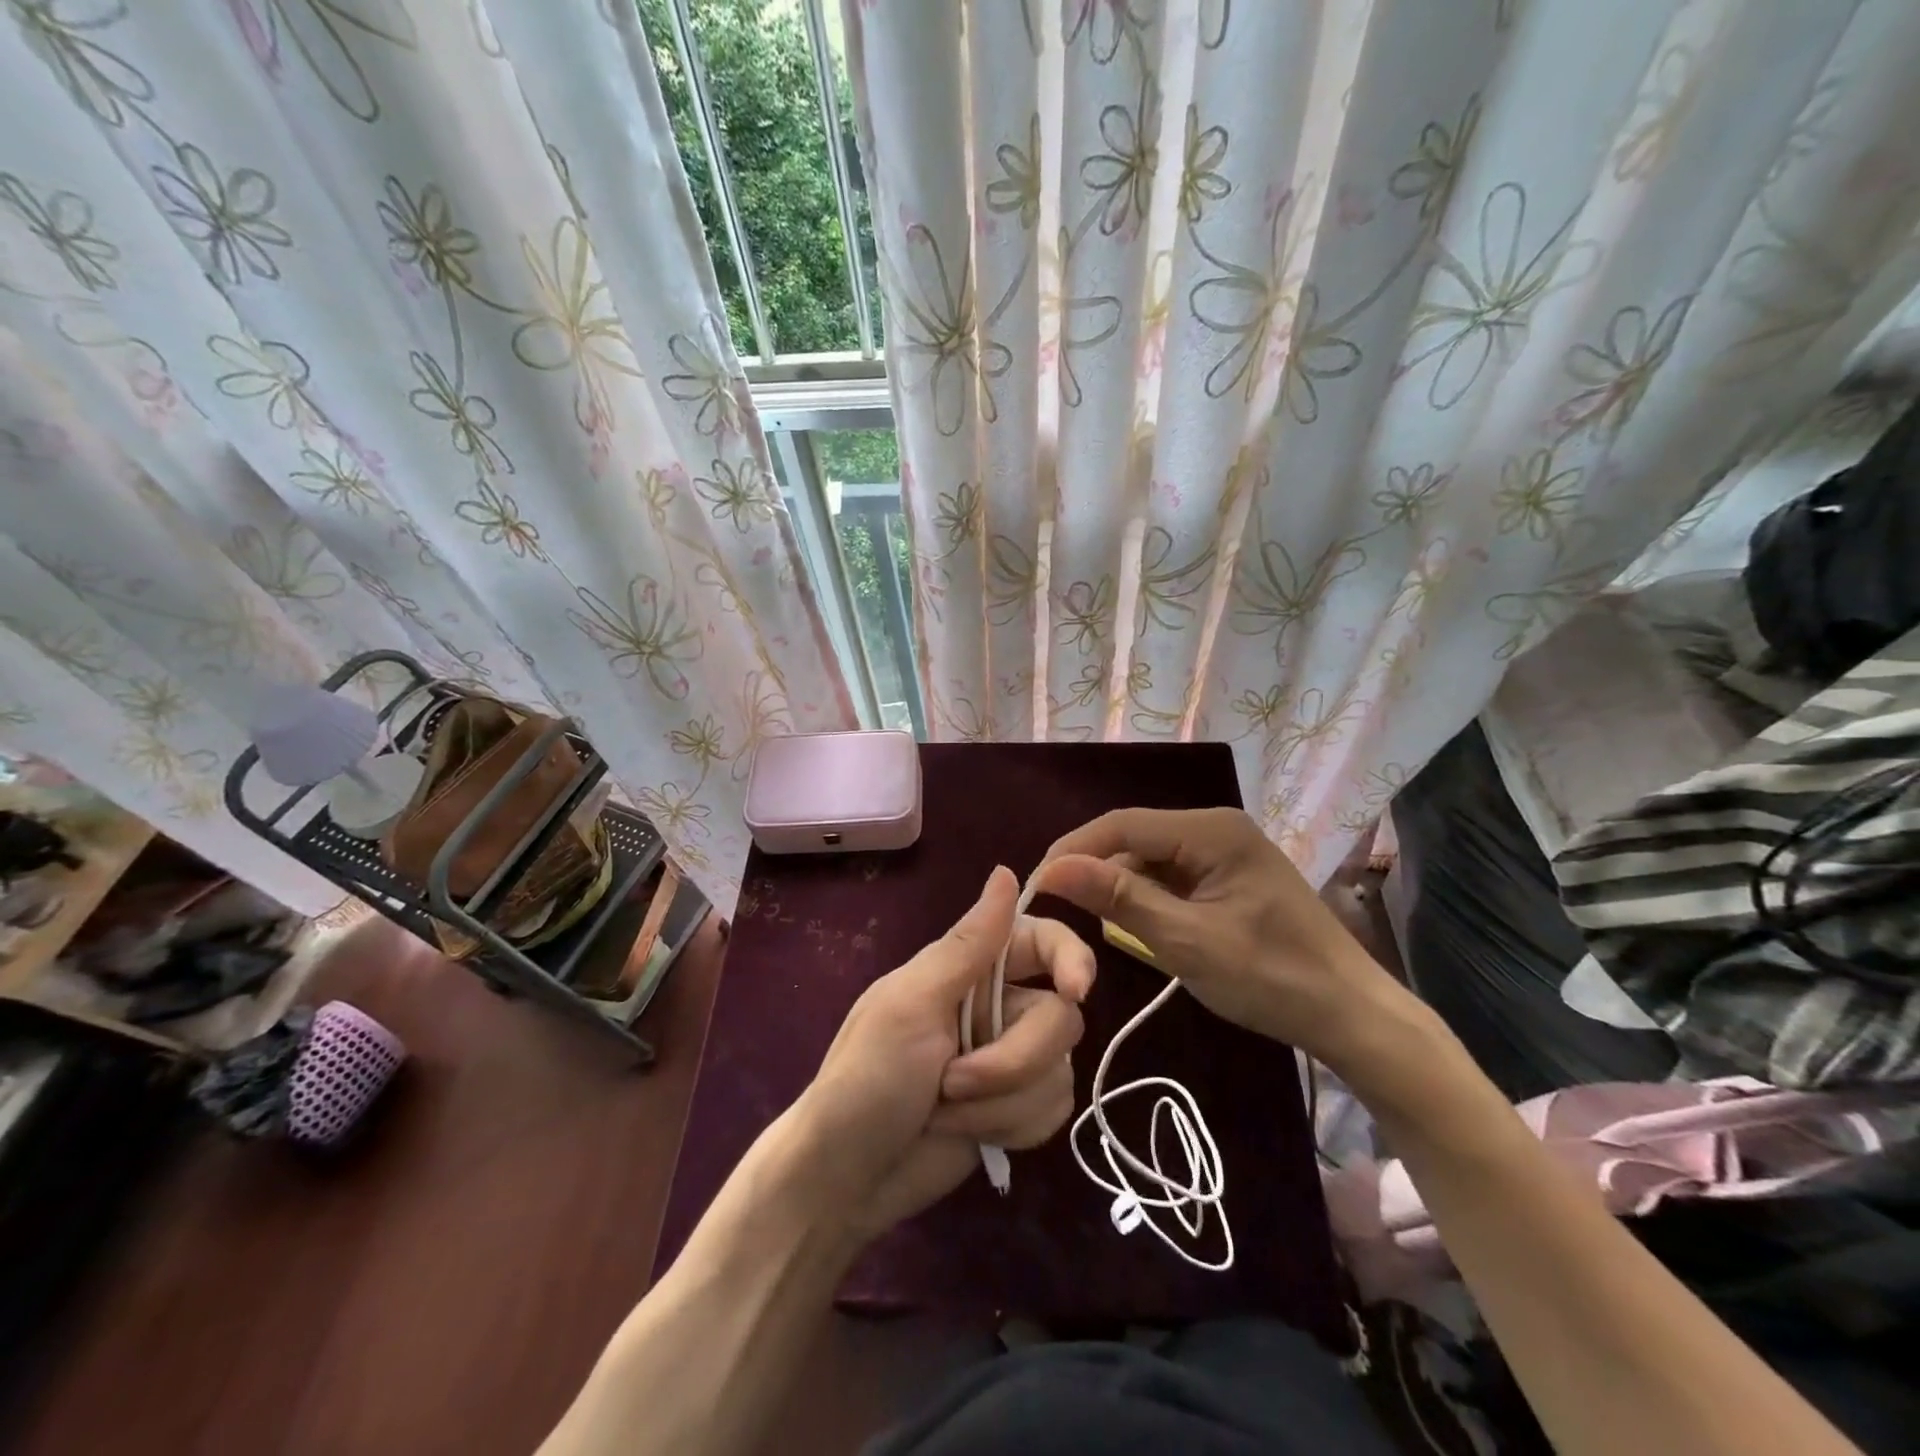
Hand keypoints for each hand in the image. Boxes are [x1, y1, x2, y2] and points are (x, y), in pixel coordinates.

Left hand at [787, 866, 1094, 1239]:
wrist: (846, 1182)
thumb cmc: (866, 1081)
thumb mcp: (911, 1004)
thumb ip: (968, 945)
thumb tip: (1005, 870)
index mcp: (967, 970)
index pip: (1040, 941)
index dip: (1069, 957)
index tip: (1075, 991)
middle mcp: (997, 1007)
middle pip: (1059, 1018)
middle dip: (1012, 1061)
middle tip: (953, 1082)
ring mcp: (1009, 1060)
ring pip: (1059, 1070)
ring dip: (1002, 1102)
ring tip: (945, 1113)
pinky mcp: (1015, 1110)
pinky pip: (1053, 1111)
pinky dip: (1011, 1127)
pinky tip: (969, 1135)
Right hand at [1036, 807, 1409, 1070]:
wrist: (1352, 1016)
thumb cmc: (1272, 978)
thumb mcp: (1186, 941)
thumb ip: (1119, 899)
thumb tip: (1052, 869)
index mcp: (1211, 830)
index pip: (1121, 825)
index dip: (1074, 851)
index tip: (1037, 887)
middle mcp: (1216, 827)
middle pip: (1136, 838)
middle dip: (1097, 870)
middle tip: (1061, 911)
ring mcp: (1225, 851)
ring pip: (1151, 858)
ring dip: (1122, 887)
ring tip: (1098, 924)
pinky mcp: (1229, 876)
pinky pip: (1172, 876)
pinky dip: (1149, 899)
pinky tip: (1140, 927)